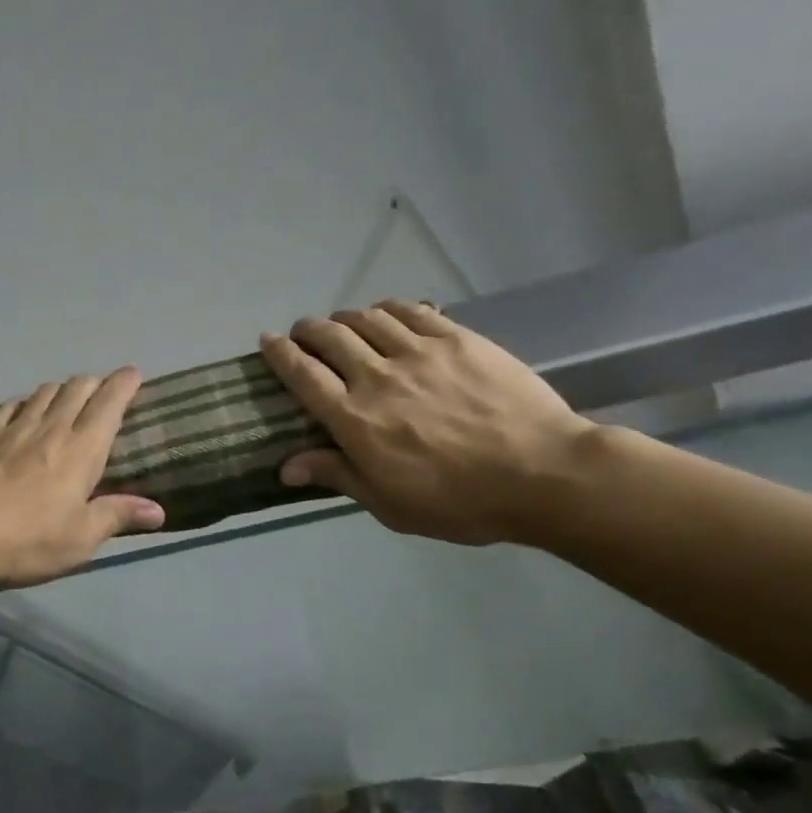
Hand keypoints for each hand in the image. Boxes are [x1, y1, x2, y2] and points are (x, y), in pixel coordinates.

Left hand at [0, 367, 165, 586]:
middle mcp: (49, 428)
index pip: (109, 403)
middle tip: (104, 390)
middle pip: (76, 389)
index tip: (134, 374)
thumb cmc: (26, 541)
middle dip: (95, 382)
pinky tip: (23, 411)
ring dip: (61, 389)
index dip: (124, 384)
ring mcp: (11, 429)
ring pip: (43, 393)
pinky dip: (25, 402)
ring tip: (67, 398)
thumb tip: (158, 510)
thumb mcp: (80, 539)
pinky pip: (10, 407)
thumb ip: (117, 516)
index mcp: (81, 449)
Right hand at [259, 301, 595, 545]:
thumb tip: (286, 466)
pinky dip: (390, 308)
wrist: (544, 473)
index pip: (302, 374)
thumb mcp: (390, 504)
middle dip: (308, 330)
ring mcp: (418, 352)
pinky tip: (389, 314)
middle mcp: (377, 376)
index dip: (279, 353)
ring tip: (345, 325)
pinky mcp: (457, 338)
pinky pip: (411, 310)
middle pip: (329, 337)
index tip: (267, 340)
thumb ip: (337, 475)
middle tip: (304, 333)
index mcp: (355, 418)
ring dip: (346, 317)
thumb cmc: (460, 501)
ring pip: (366, 318)